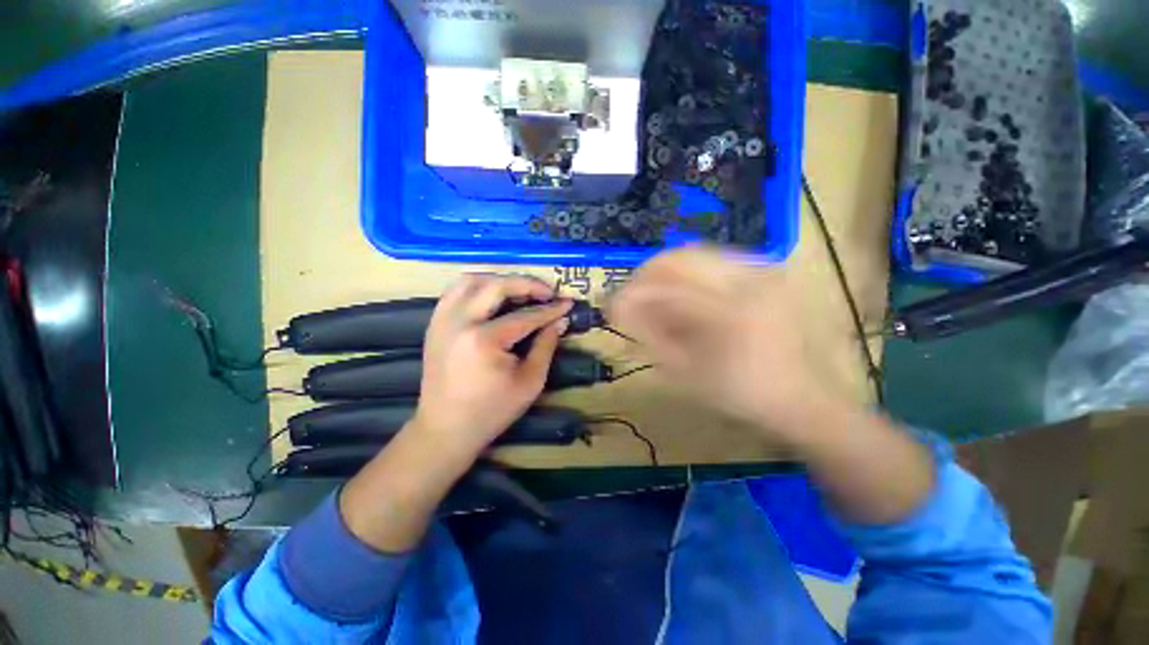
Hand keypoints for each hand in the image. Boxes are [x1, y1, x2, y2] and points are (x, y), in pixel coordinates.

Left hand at [411, 274, 570, 456]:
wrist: (445, 429)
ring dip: (500, 280)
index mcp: (484, 340)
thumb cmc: (492, 411)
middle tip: (547, 292)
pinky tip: (494, 296)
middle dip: (527, 284)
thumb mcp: (530, 382)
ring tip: (521, 290)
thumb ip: (546, 346)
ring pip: (472, 280)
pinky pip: (455, 291)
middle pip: (497, 286)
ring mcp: (442, 319)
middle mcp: (460, 321)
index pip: (525, 316)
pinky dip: (478, 286)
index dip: (550, 309)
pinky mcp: (435, 323)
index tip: (568, 302)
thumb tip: (560, 320)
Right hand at [607, 245, 840, 441]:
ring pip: (697, 252)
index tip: (613, 305)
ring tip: (654, 295)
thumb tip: (620, 308)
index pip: (663, 287)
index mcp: (728, 312)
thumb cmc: (742, 394)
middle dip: (645, 275)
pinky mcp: (768, 271)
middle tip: (631, 296)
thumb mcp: (686, 373)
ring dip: (666, 271)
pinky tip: (685, 292)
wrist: (805, 398)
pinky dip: (691, 271)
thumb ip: (649, 336)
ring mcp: (762, 270)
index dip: (630, 293)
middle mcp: (748, 279)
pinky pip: (717, 258)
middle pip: (678, 257)